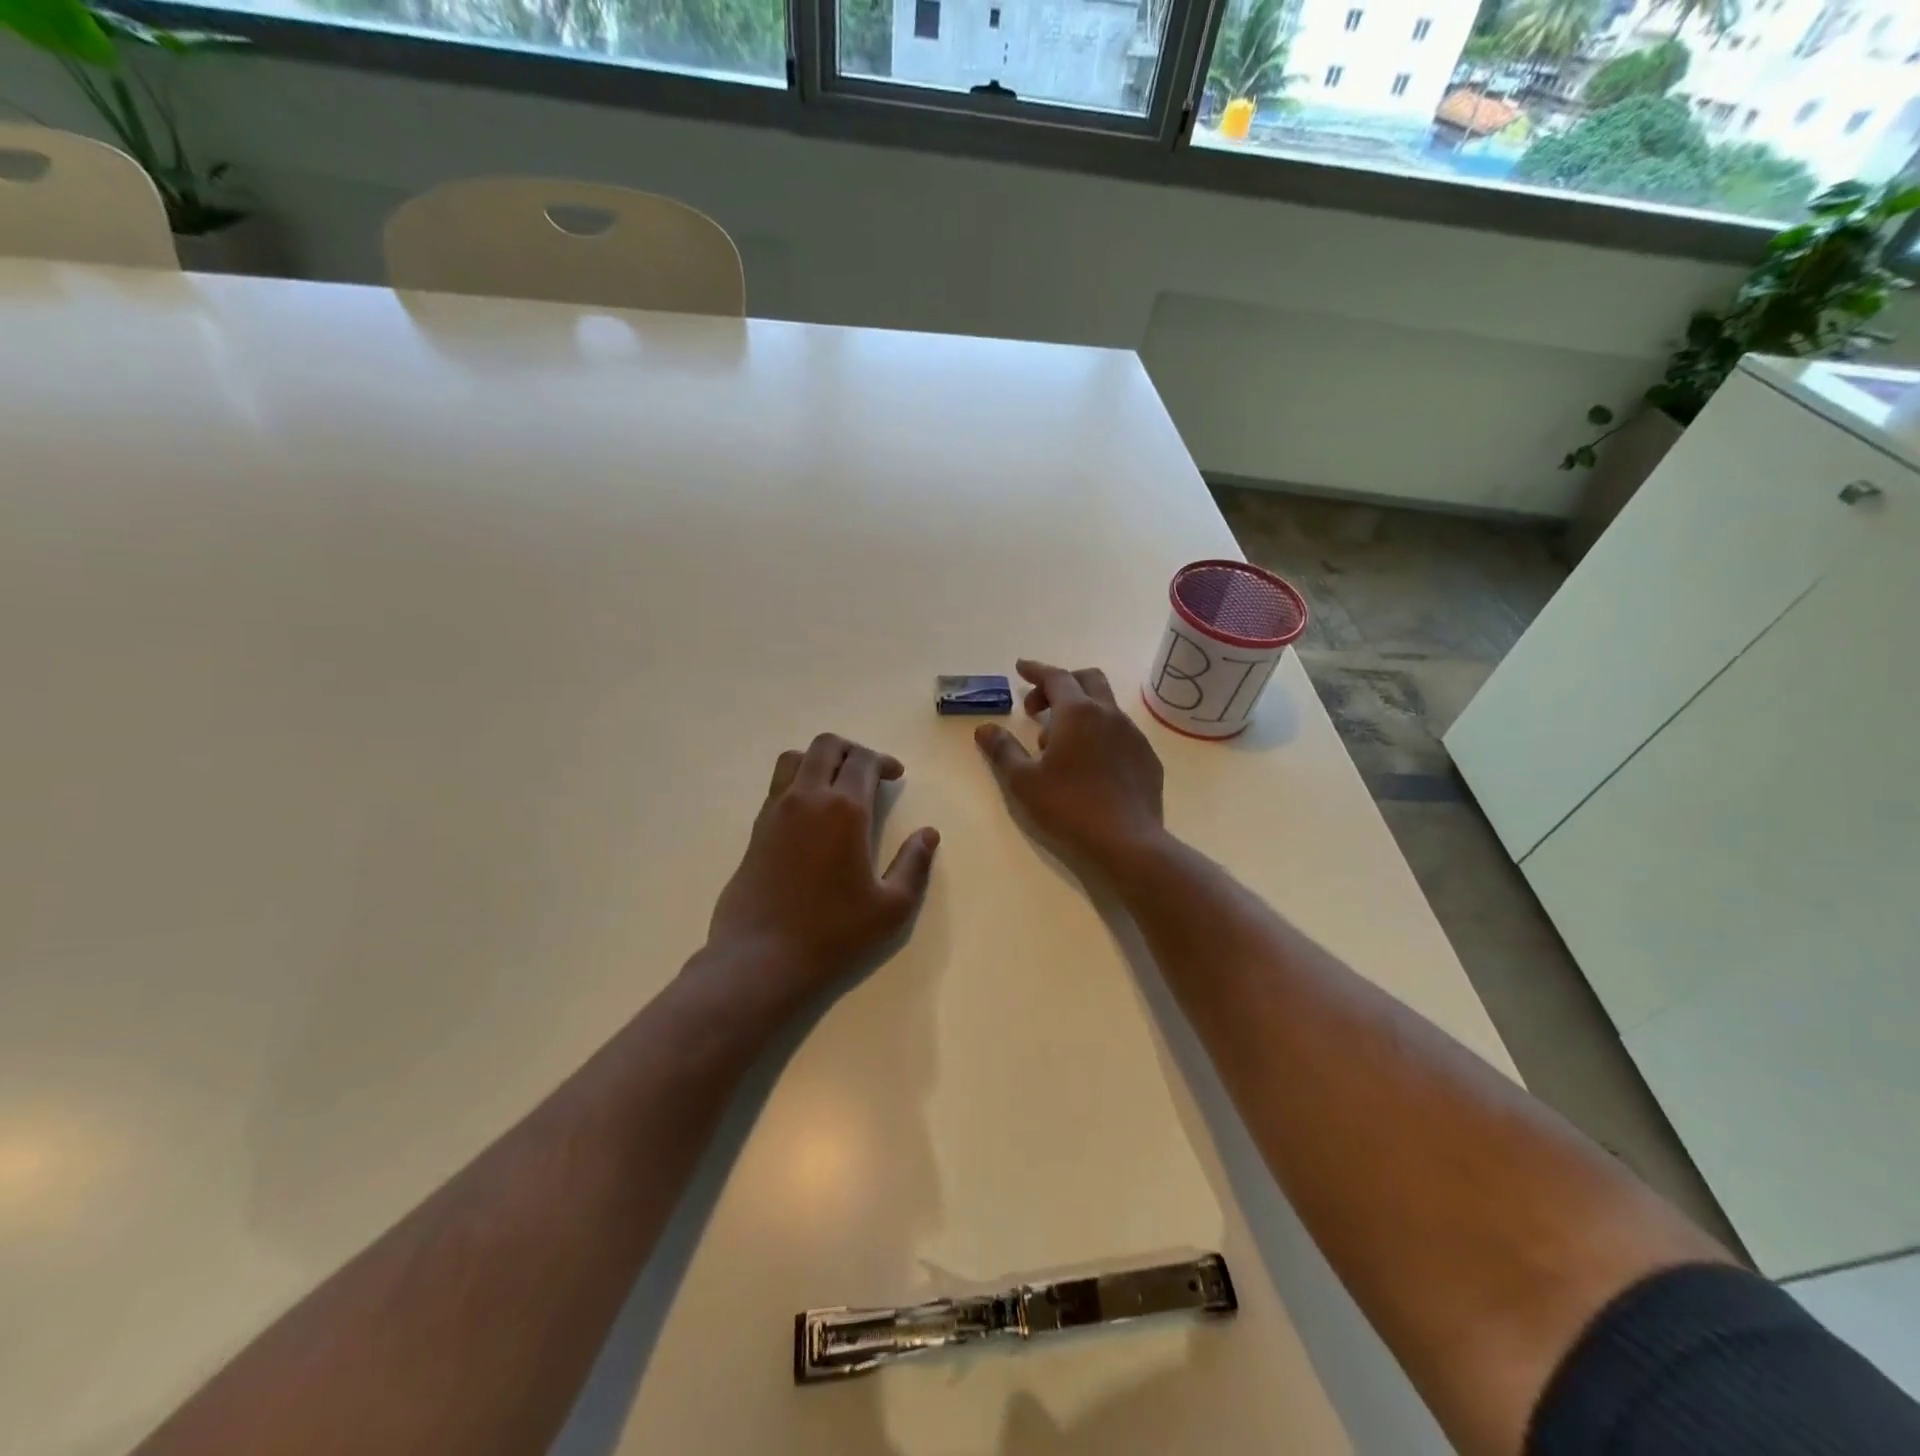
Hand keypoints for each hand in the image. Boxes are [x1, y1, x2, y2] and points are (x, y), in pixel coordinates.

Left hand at [705, 734, 939, 1004]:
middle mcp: (807, 798)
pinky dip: (800, 780)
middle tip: (870, 773)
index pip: (862, 760)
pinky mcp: (756, 829)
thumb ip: (914, 864)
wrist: (760, 959)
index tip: (895, 776)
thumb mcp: (891, 907)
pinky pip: (779, 784)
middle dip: (852, 750)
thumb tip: (928, 834)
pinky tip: (813, 813)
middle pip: (826, 746)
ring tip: (838, 784)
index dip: (883, 761)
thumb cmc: (832, 934)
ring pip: (795, 758)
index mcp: (844, 809)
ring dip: (821, 760)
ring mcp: (776, 811)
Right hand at [975, 660, 1165, 878]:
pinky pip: (1121, 735)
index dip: (1036, 670)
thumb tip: (985, 728)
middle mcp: (1110, 715)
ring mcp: (1134, 736)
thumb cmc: (1069, 807)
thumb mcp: (1024, 781)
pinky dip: (1100, 736)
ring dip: (1080, 713)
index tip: (1020, 668)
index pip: (1056, 677)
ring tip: (1059, 746)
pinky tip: (1090, 766)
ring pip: (1105, 708)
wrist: (1128, 842)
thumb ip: (1003, 750)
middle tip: (1038, 708)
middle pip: (1088, 680)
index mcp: (1078, 713)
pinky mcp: (1147, 759)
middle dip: (1061, 684)